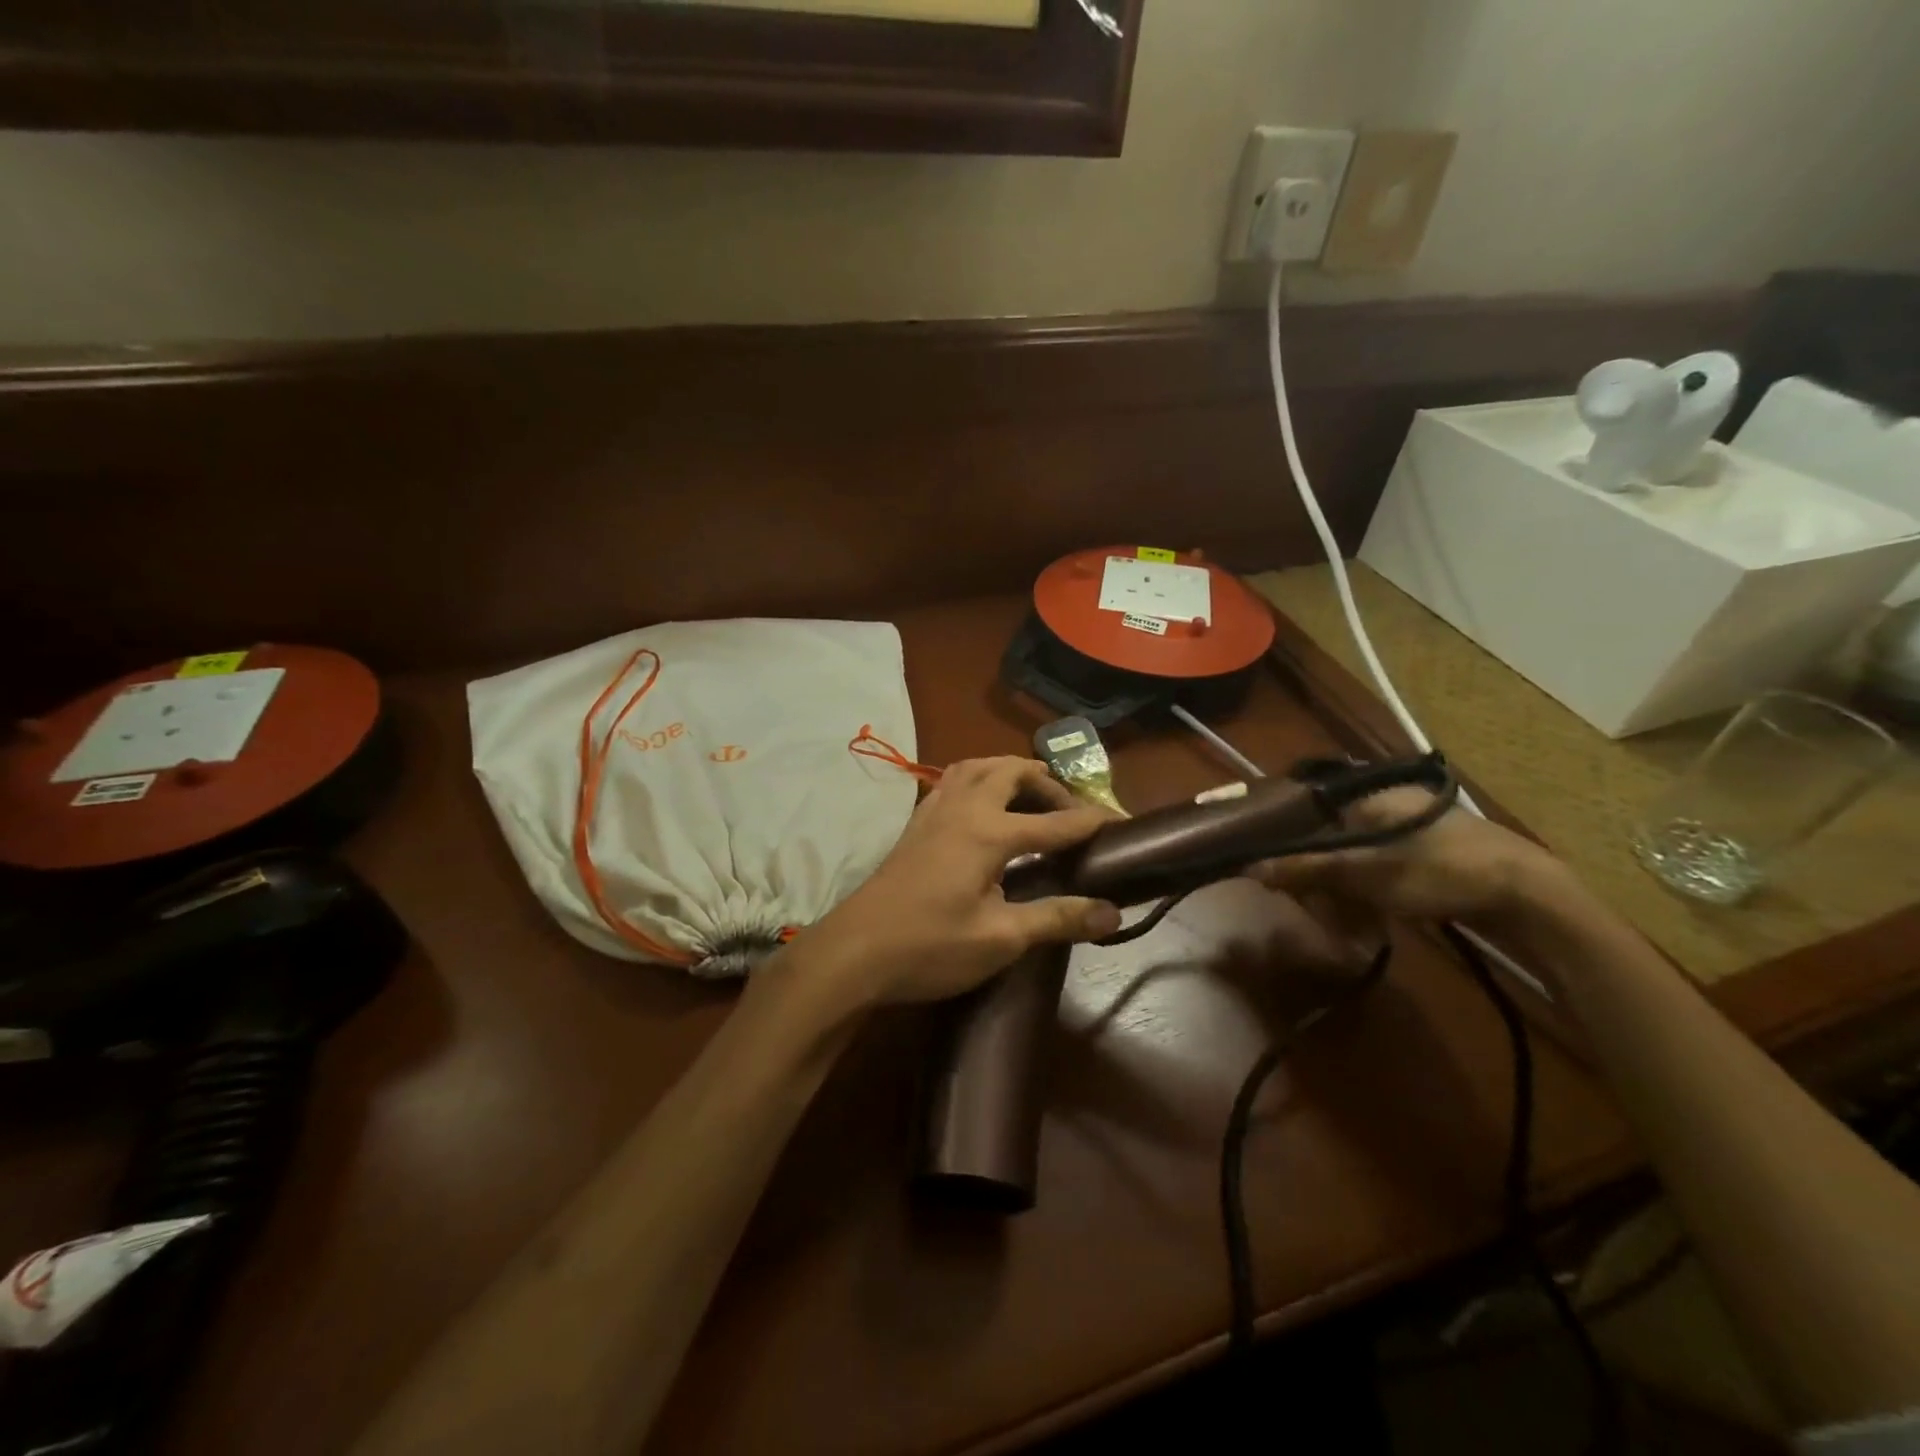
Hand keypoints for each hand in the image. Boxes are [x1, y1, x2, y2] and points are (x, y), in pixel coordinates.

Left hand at [788, 757, 1120, 1009]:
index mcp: (989, 832)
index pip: (1056, 821)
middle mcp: (964, 807)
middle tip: (1071, 813)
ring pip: (978, 766)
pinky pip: (954, 781)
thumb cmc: (929, 947)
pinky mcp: (916, 823)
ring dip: (1010, 773)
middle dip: (1049, 785)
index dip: (1093, 822)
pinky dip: (980, 781)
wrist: (853, 952)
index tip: (1123, 823)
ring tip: (1031, 800)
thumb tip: (1113, 913)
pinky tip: (983, 810)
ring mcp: (934, 811)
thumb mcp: (1000, 939)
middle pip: (1013, 772)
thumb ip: (1057, 918)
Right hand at [1246, 787, 1560, 928]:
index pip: (1311, 816)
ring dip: (1348, 892)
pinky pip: (1386, 870)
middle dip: (1323, 878)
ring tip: (1349, 923)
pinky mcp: (1436, 854)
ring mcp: (1416, 829)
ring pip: (1360, 859)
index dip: (1292, 849)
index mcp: (1370, 796)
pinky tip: (1376, 919)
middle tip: (1323, 911)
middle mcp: (1390, 804)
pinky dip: (1374, 893)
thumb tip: (1251, 867)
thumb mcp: (1365, 873)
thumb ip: (1307, 869)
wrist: (1530, 896)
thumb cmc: (1439, 872)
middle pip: (1334, 840)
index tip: (1286, 881)